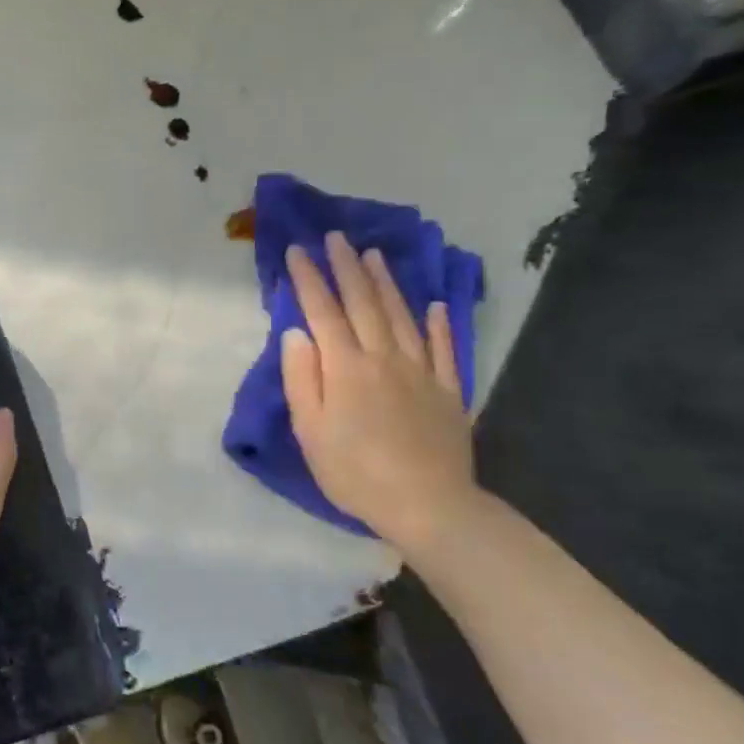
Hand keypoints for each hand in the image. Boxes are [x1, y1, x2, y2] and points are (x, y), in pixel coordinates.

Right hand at [280, 232, 478, 548]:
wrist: (429, 506)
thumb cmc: (355, 472)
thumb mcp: (311, 431)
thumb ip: (303, 378)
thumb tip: (296, 333)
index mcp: (346, 368)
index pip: (322, 312)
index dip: (308, 279)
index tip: (297, 250)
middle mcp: (384, 358)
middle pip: (364, 304)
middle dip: (346, 268)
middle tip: (336, 237)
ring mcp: (421, 372)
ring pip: (402, 316)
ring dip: (385, 283)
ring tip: (373, 255)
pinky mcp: (448, 391)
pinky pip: (443, 348)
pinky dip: (438, 323)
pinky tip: (435, 305)